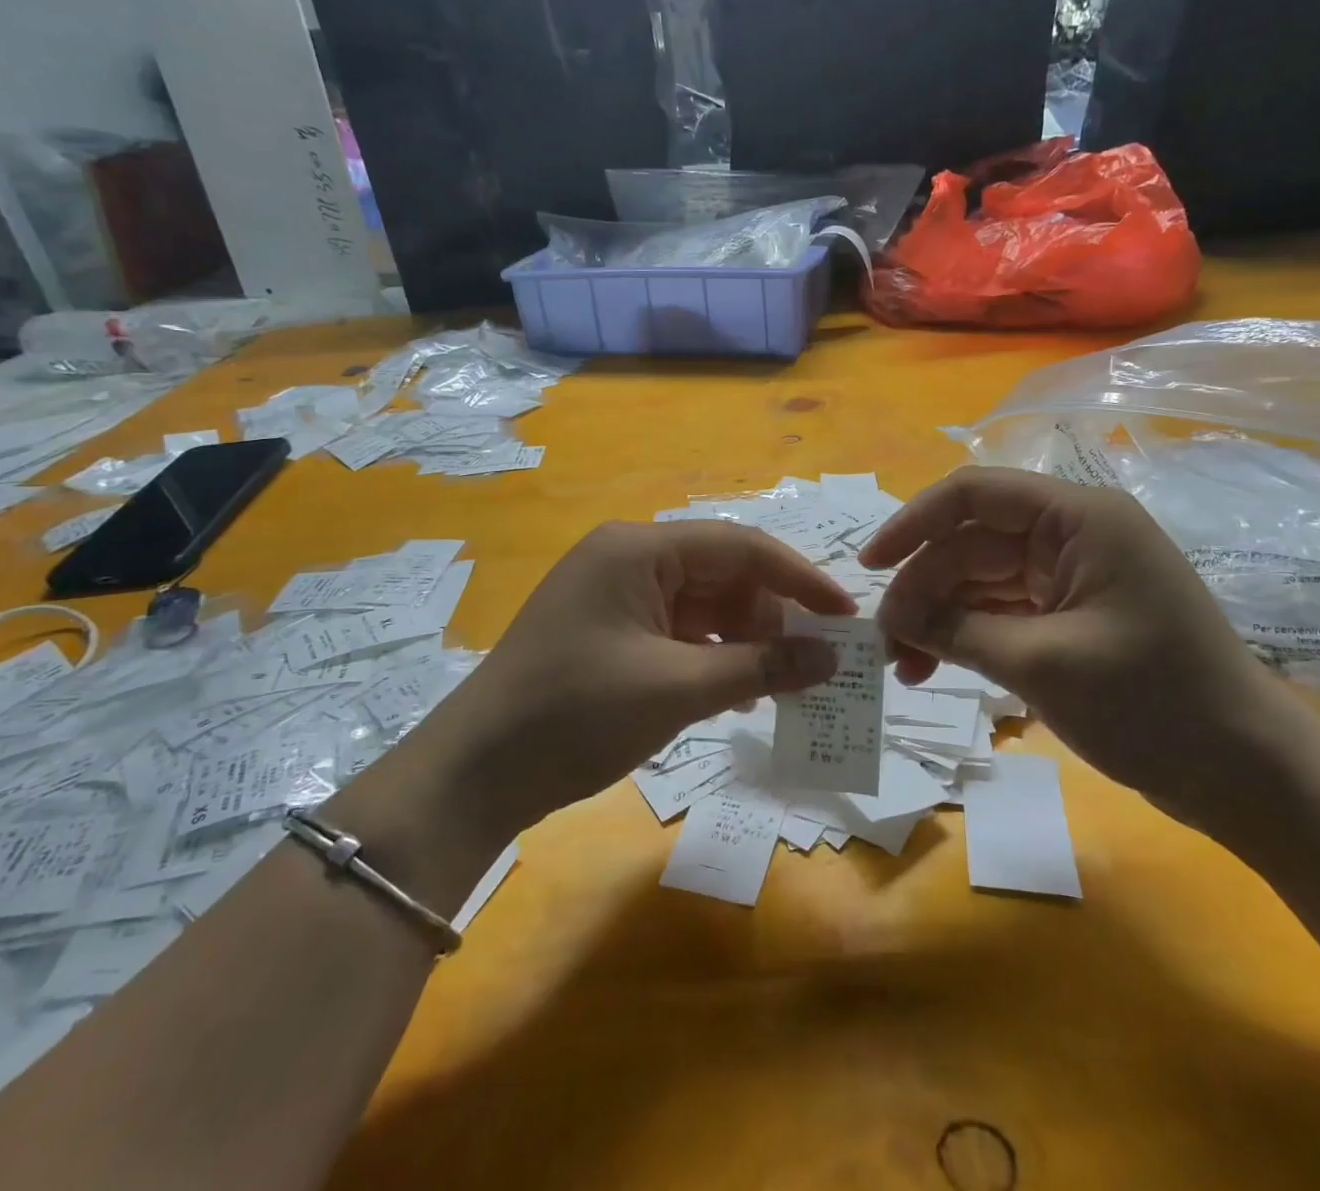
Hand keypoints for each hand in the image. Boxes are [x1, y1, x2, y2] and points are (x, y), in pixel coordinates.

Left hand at [366, 521, 853, 850]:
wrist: (475, 773)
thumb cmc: (576, 715)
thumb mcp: (677, 689)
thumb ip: (760, 666)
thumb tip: (830, 658)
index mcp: (637, 549)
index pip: (738, 546)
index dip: (798, 578)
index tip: (844, 615)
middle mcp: (626, 559)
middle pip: (721, 574)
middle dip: (771, 615)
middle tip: (818, 659)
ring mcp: (615, 596)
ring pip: (702, 605)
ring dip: (745, 640)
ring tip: (785, 682)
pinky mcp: (609, 632)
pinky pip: (677, 631)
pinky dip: (712, 656)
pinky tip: (739, 692)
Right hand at [862, 467, 1319, 834]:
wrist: (1249, 776)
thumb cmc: (1155, 705)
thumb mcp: (1042, 664)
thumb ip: (958, 631)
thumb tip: (890, 618)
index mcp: (1077, 520)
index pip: (974, 495)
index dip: (912, 523)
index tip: (868, 567)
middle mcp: (1071, 537)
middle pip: (970, 545)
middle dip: (922, 591)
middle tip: (885, 646)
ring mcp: (1071, 578)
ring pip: (980, 582)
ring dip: (939, 619)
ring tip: (905, 669)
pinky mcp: (1070, 616)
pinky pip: (1001, 612)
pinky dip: (967, 636)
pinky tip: (935, 667)